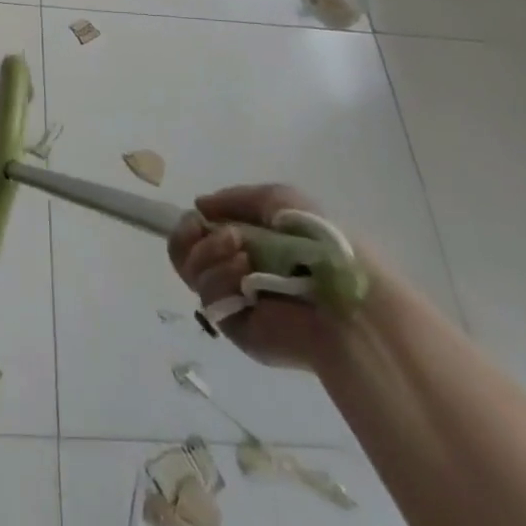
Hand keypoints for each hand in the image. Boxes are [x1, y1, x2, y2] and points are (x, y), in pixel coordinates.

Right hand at [167, 184, 337, 369]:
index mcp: (244, 242)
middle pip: (183, 254)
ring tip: (243, 254)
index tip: (197, 217)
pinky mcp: (235, 327)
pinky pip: (208, 298)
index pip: (197, 235)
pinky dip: (221, 280)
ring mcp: (233, 299)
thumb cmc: (315, 239)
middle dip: (190, 238)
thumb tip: (199, 206)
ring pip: (192, 273)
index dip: (188, 225)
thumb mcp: (276, 199)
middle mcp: (233, 270)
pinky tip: (245, 276)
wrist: (342, 294)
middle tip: (212, 232)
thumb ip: (233, 198)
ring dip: (210, 254)